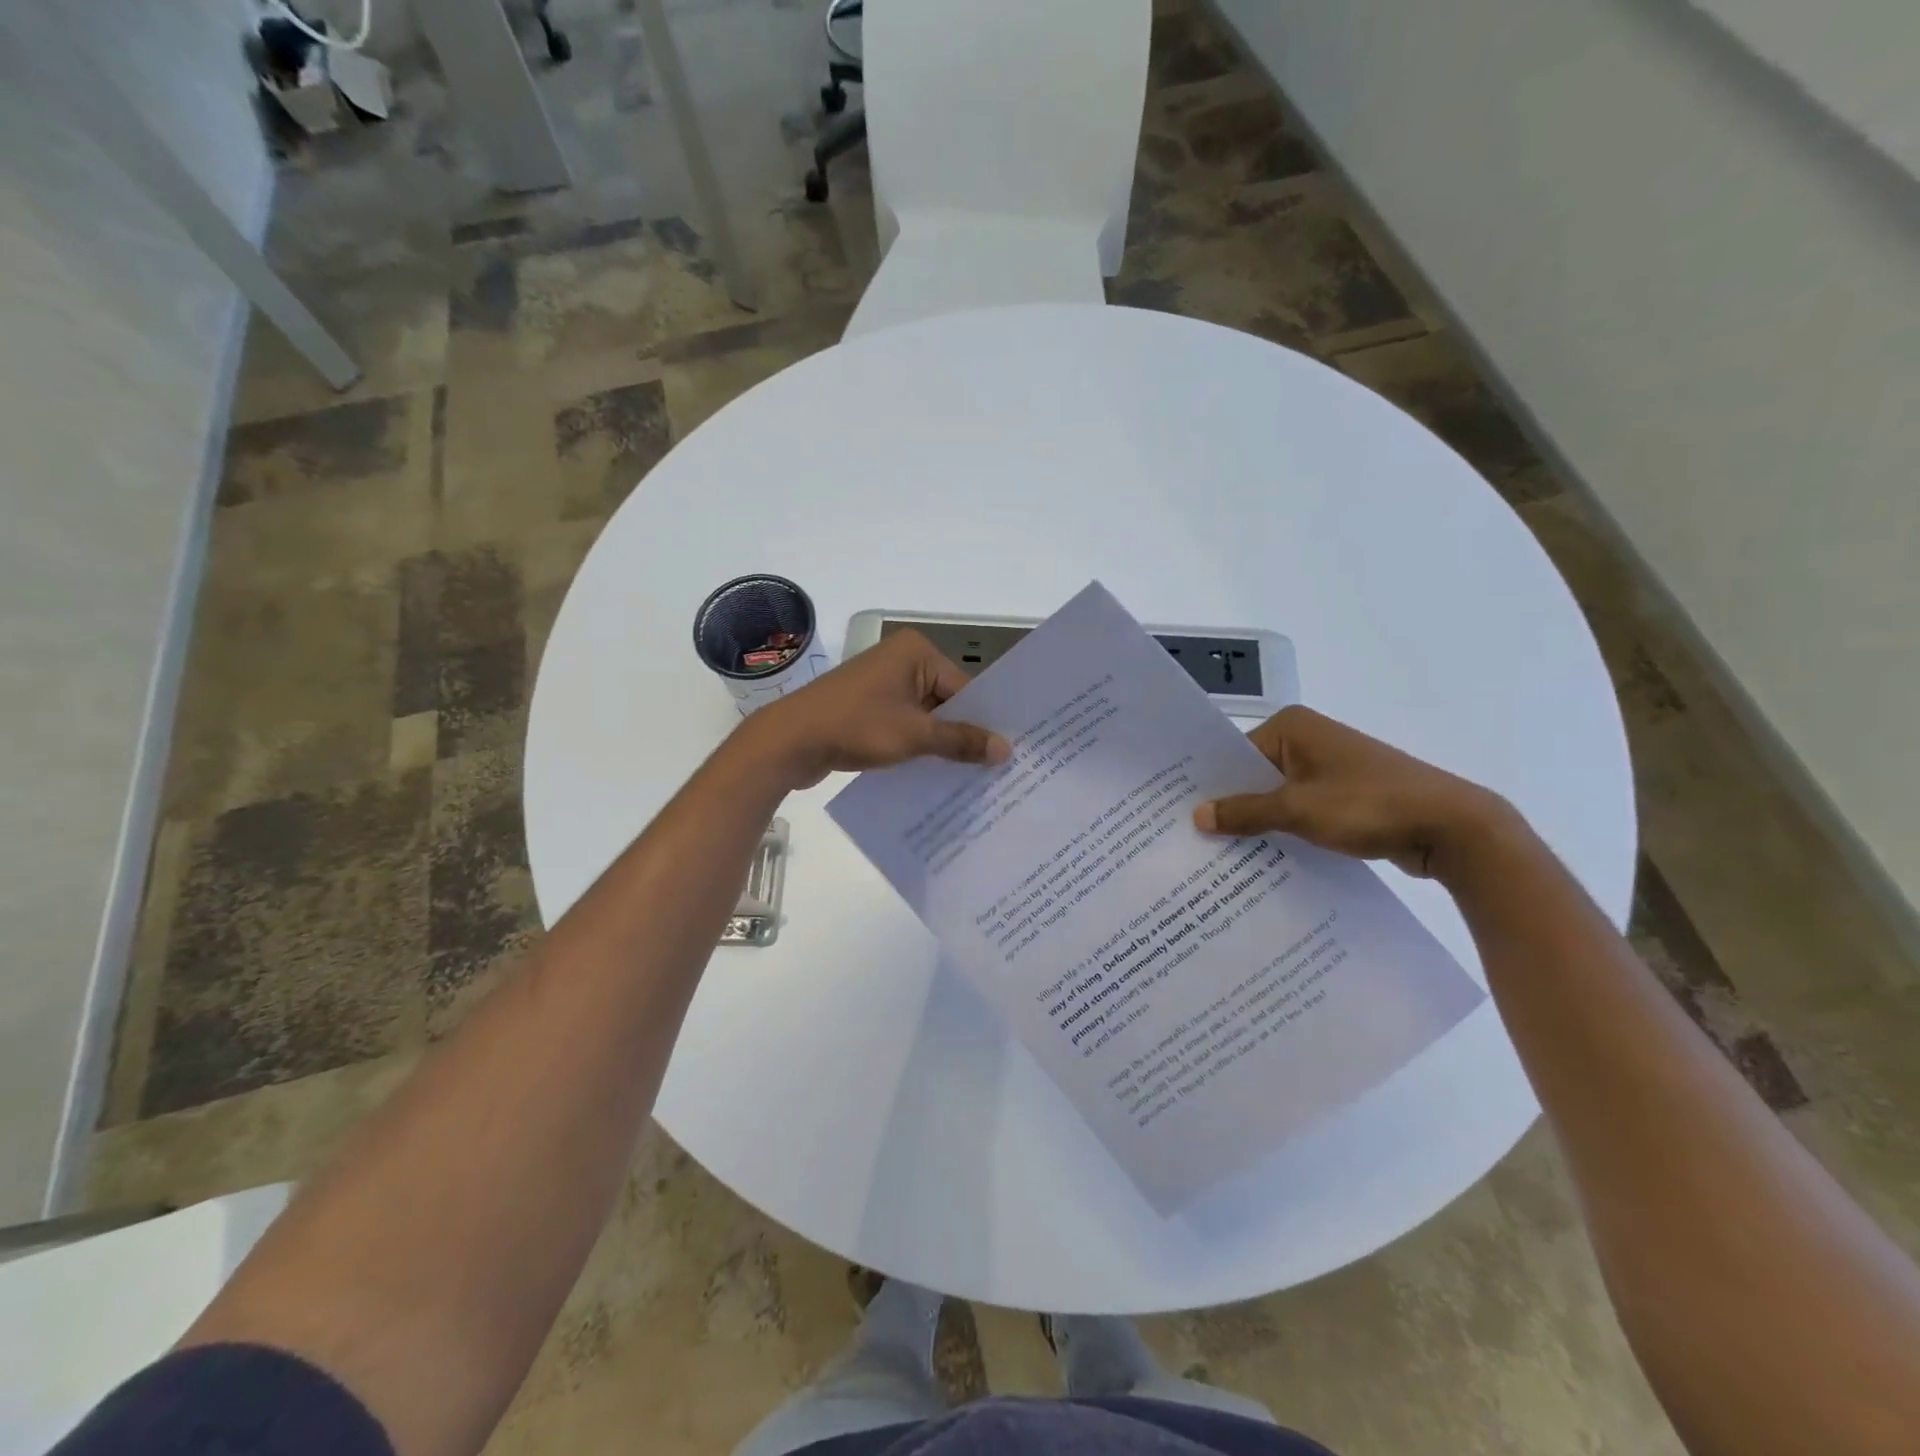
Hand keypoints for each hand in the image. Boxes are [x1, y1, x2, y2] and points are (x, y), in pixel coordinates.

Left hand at [742, 629, 1011, 789]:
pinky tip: (936, 774)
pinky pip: (904, 724)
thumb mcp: (915, 735)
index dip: (985, 721)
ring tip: (972, 777)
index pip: (965, 688)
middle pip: (946, 701)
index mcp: (916, 652)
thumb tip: (1006, 750)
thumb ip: (961, 741)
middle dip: (964, 734)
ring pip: (925, 716)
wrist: (790, 740)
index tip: (1008, 752)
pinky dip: (917, 745)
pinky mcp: (867, 707)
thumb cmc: (857, 726)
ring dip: (940, 744)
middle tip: (998, 768)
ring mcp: (882, 684)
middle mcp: (901, 660)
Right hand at [1192, 705, 1516, 880]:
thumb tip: (1197, 816)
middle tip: (1192, 839)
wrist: (1452, 827)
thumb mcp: (1298, 810)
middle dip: (1232, 806)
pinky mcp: (1345, 796)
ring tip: (1220, 854)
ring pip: (1277, 796)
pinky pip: (1301, 810)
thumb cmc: (1369, 805)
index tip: (1181, 815)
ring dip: (1258, 823)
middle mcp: (1308, 740)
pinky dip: (1285, 830)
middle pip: (1253, 775)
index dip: (1210, 785)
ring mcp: (1329, 768)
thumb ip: (1245, 812)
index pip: (1234, 754)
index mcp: (1293, 727)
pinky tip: (1263, 858)